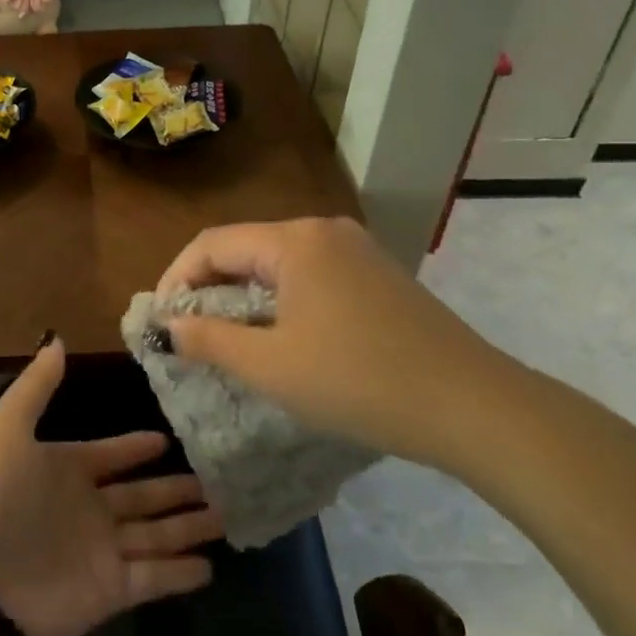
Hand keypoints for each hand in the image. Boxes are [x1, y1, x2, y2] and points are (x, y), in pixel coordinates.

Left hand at [0, 338, 221, 635]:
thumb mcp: (6, 428)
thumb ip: (35, 386)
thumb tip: (56, 339)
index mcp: (65, 470)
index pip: (110, 455)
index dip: (135, 448)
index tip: (166, 439)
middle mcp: (88, 509)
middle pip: (142, 496)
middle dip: (175, 488)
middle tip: (217, 478)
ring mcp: (102, 551)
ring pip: (157, 534)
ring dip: (189, 526)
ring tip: (228, 515)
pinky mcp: (112, 591)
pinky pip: (155, 578)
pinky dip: (181, 573)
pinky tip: (212, 566)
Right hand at [156, 217, 519, 468]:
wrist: (473, 405)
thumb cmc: (359, 382)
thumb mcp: (271, 367)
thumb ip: (210, 340)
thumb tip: (170, 326)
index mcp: (294, 241)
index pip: (212, 243)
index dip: (176, 279)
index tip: (162, 322)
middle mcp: (323, 230)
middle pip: (245, 248)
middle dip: (209, 288)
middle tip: (191, 334)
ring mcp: (356, 249)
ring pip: (278, 263)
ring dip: (245, 296)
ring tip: (231, 340)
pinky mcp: (378, 274)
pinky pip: (311, 276)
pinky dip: (282, 300)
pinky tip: (284, 337)